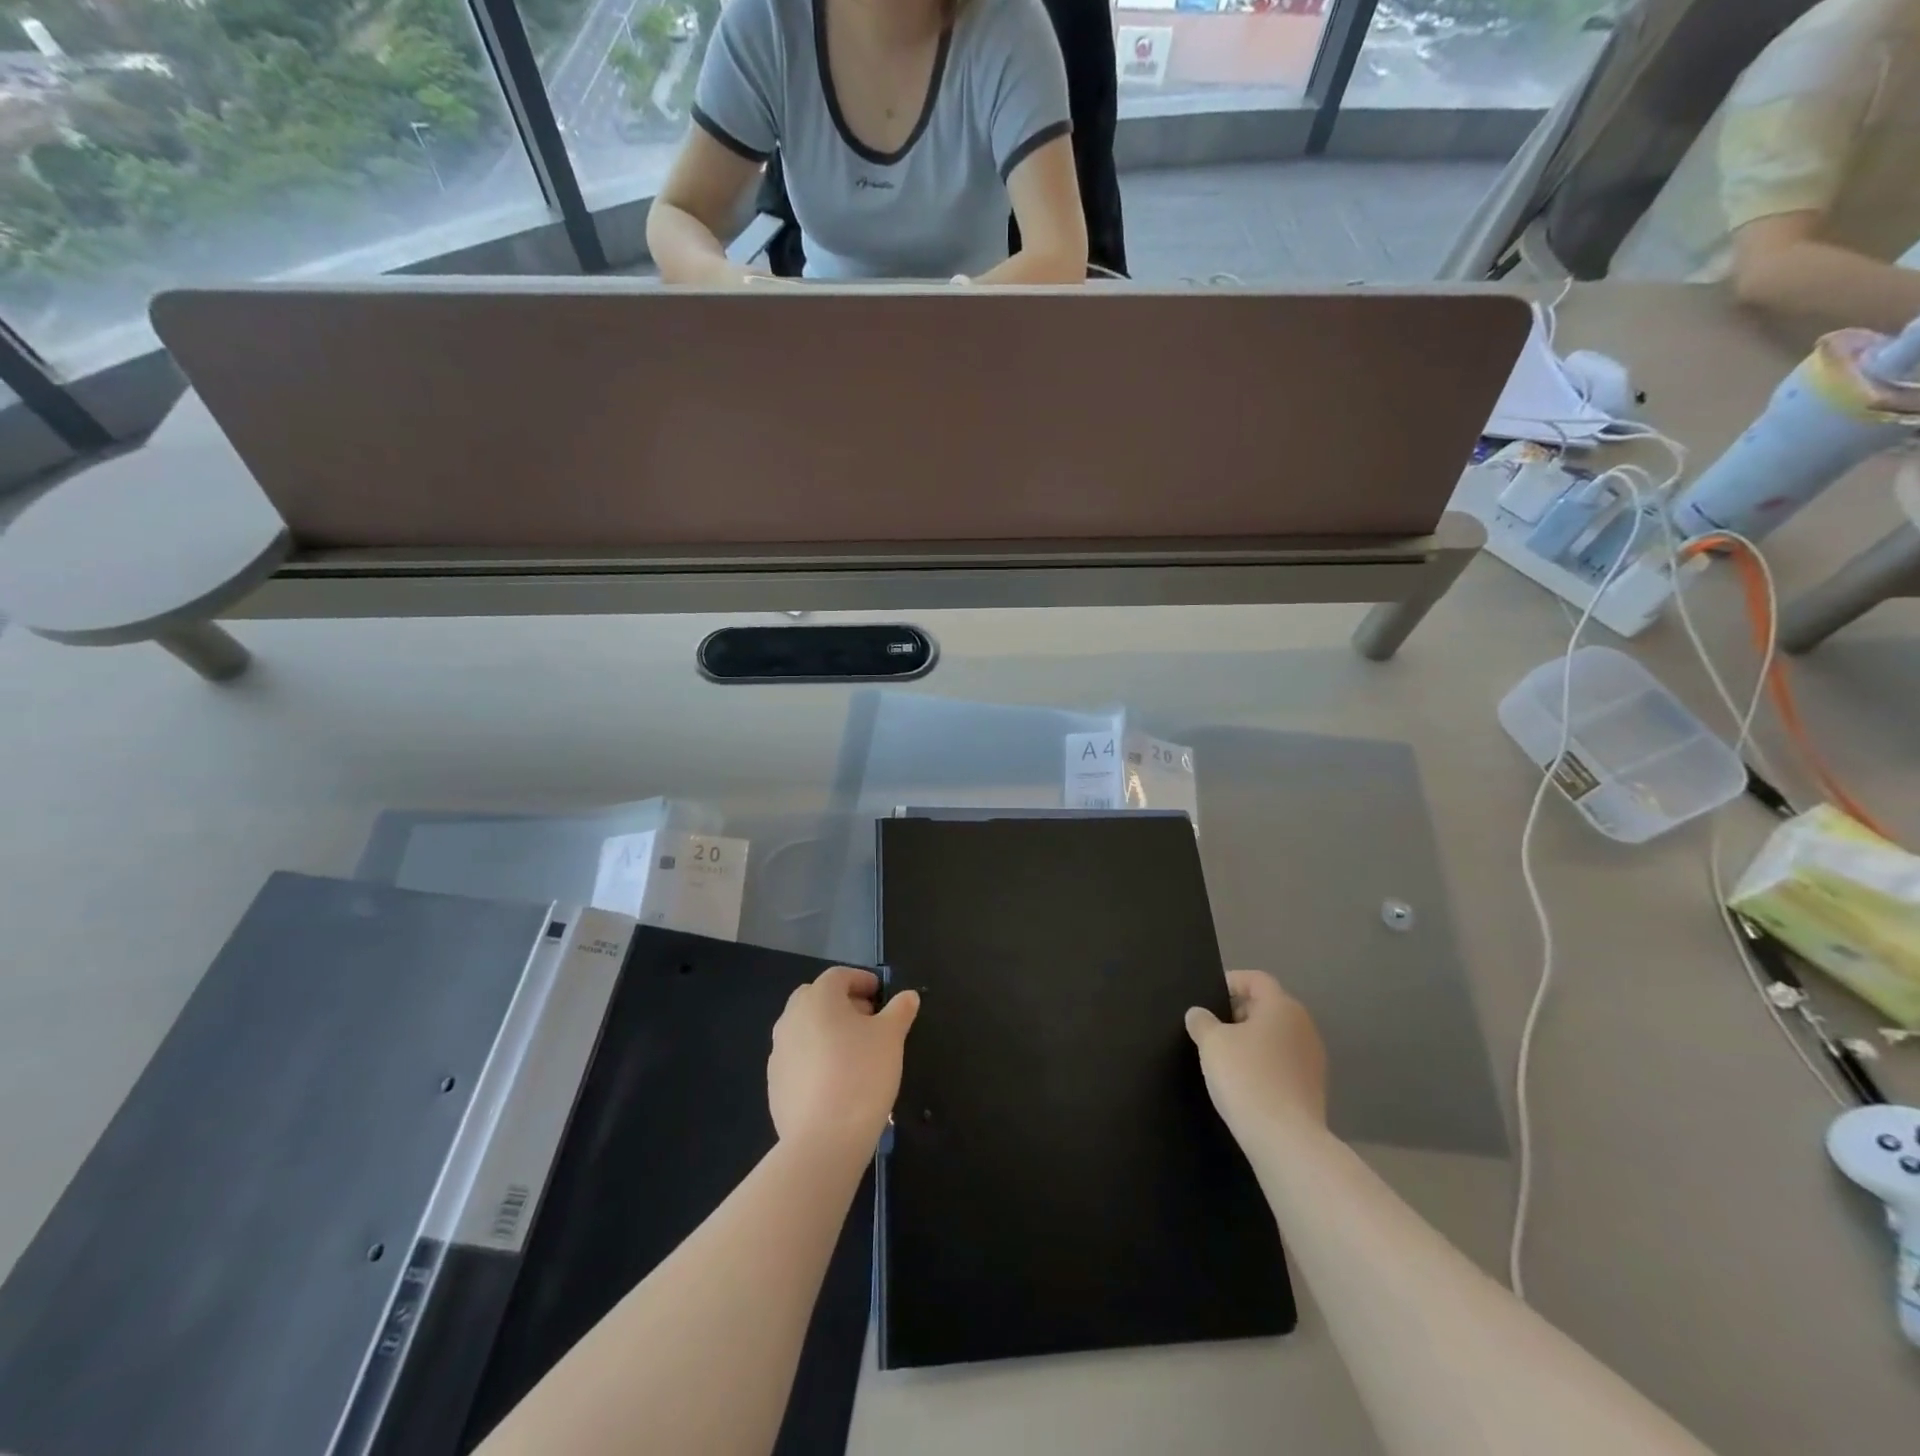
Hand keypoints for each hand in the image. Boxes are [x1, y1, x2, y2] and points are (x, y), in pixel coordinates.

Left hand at [768, 967, 918, 1154]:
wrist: (824, 1139)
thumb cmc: (862, 1074)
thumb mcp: (891, 1037)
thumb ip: (900, 1010)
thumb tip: (908, 996)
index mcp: (818, 998)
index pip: (839, 975)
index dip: (862, 981)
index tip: (881, 995)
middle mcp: (791, 1017)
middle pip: (816, 998)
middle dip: (842, 1003)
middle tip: (868, 1021)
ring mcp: (778, 1052)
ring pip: (805, 1028)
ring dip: (827, 1031)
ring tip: (854, 1053)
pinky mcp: (774, 1083)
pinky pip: (798, 1059)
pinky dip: (815, 1059)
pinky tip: (836, 1081)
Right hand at [1184, 970, 1326, 1138]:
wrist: (1285, 1140)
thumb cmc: (1246, 1077)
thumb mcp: (1211, 1043)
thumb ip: (1202, 1021)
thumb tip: (1199, 1014)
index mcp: (1282, 1007)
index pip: (1256, 979)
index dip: (1230, 982)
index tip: (1207, 997)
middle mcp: (1303, 1026)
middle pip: (1268, 1006)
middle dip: (1238, 1011)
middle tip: (1211, 1026)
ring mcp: (1313, 1058)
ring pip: (1276, 1035)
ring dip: (1251, 1038)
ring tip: (1224, 1055)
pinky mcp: (1313, 1087)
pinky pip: (1283, 1061)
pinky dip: (1263, 1062)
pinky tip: (1244, 1080)